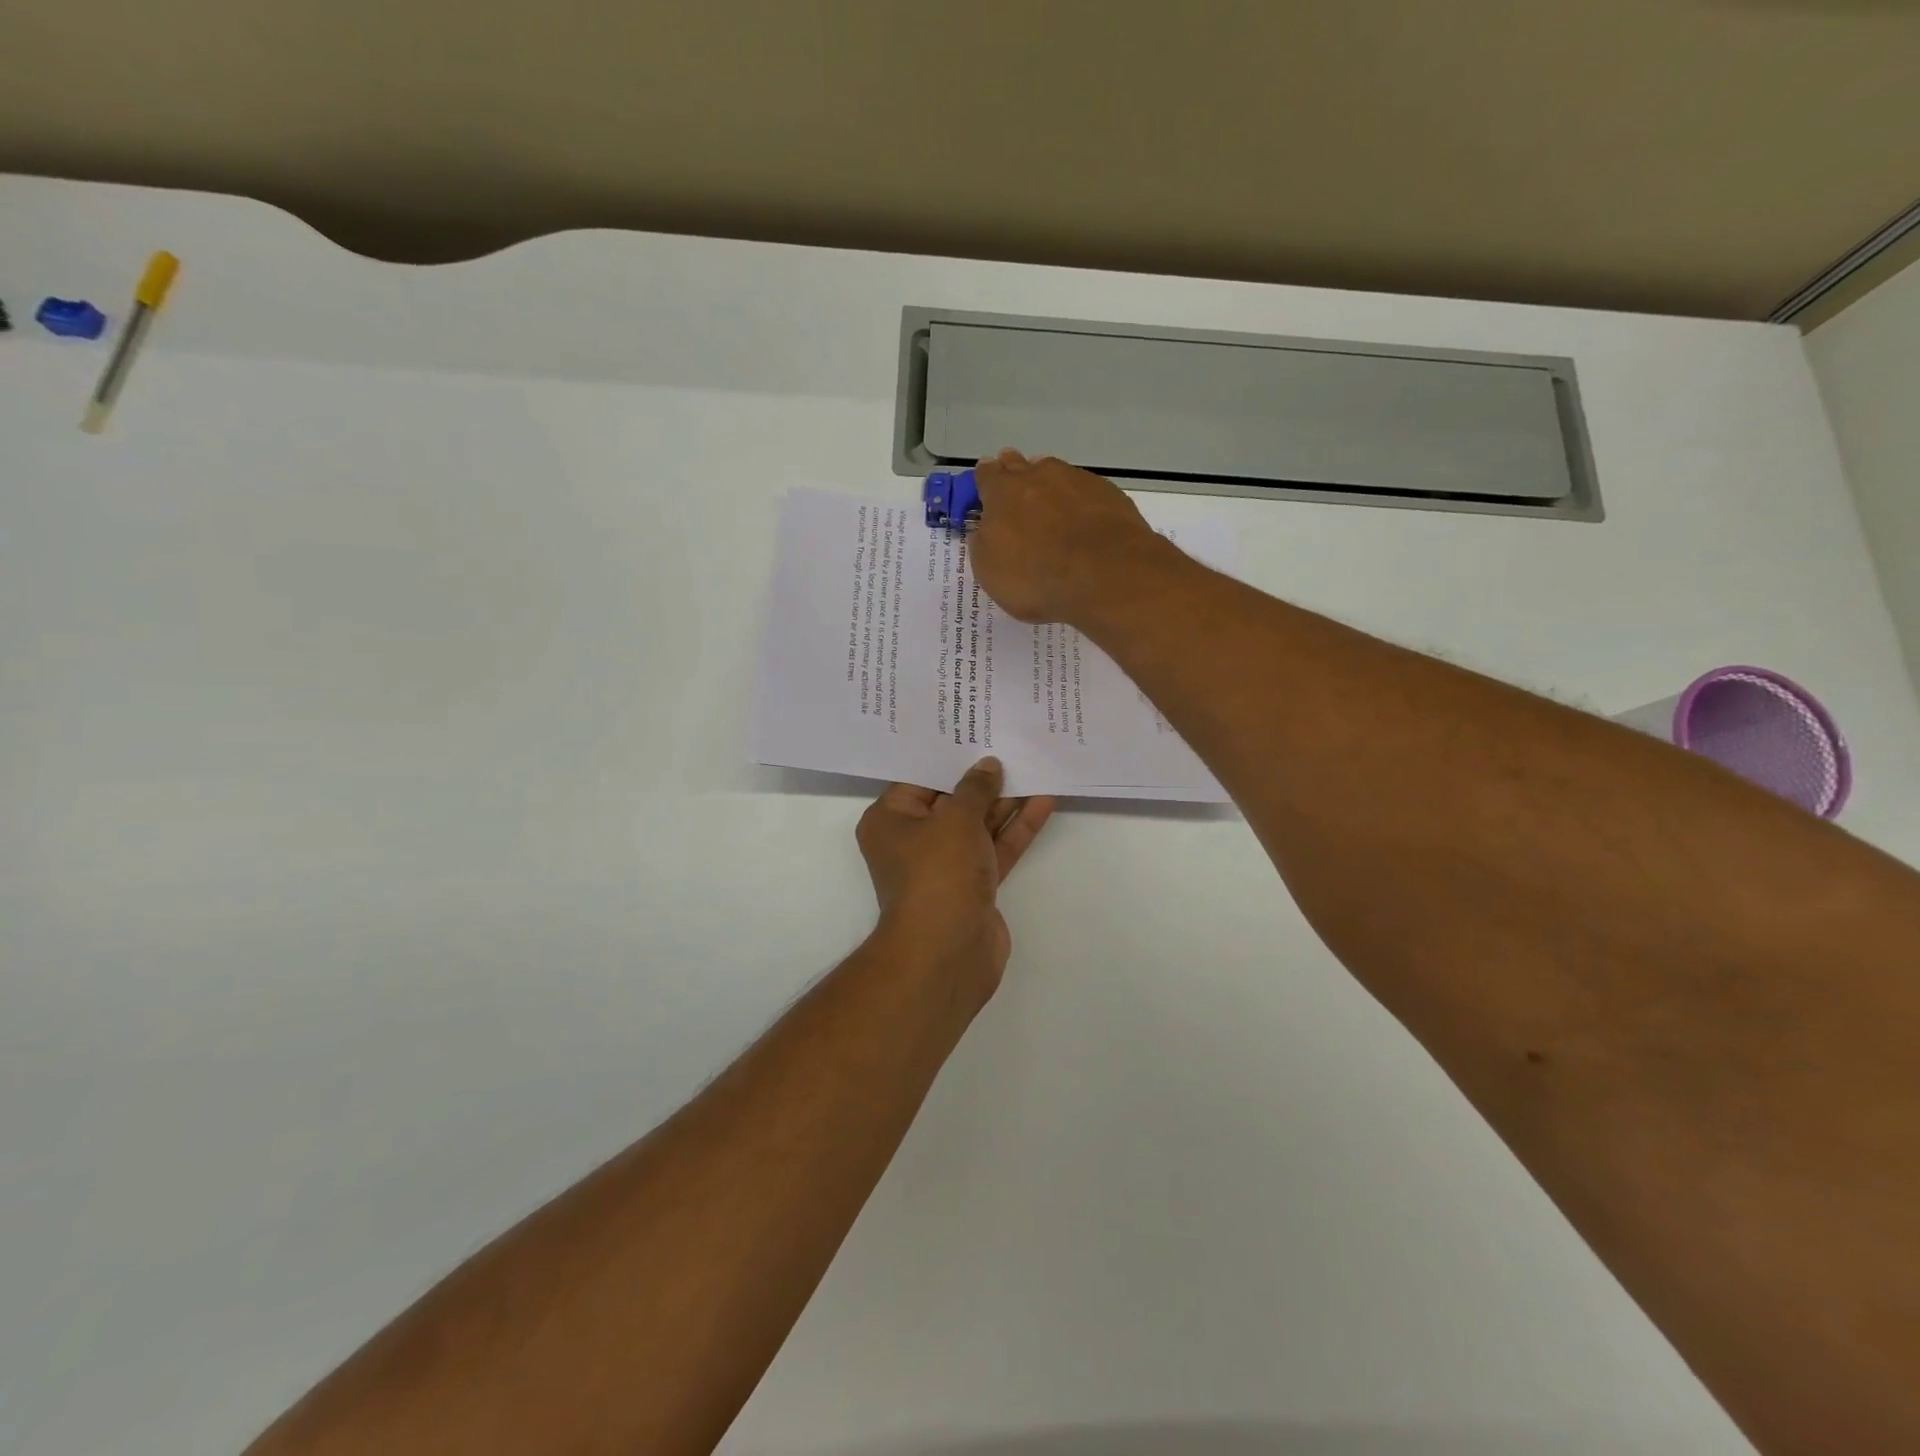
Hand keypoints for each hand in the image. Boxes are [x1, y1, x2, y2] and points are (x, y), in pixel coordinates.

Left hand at [856, 757, 1055, 1004]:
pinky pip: (995, 848)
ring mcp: (945, 865)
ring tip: (1036, 766)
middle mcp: (913, 841)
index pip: (919, 779)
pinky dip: (1016, 828)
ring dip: (1005, 801)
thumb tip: (988, 766)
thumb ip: (975, 788)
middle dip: (982, 778)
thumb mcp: (956, 818)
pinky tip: (1043, 802)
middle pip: (951, 800)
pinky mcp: (973, 885)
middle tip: (1012, 743)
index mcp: (890, 820)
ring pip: (978, 824)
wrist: (948, 951)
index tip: (975, 732)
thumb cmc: (938, 872)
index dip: (949, 756)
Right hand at [969, 450, 1170, 625]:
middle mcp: (1038, 475)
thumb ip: (982, 543)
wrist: (1107, 576)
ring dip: (1048, 486)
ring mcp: (1076, 480)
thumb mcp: (990, 572)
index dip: (984, 483)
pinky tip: (1083, 521)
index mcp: (1002, 492)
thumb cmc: (1037, 578)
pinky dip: (1079, 501)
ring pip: (1054, 473)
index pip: (986, 475)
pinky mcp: (1108, 492)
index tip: (985, 494)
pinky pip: (1085, 490)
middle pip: (1019, 465)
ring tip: (1050, 509)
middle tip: (1016, 495)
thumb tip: (984, 529)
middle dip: (1014, 475)